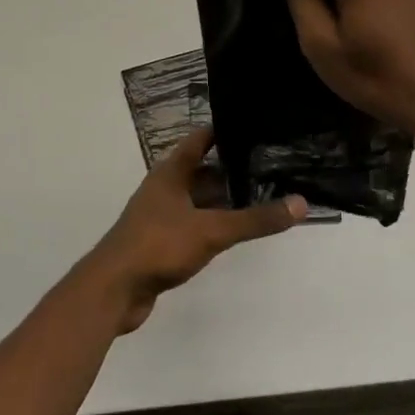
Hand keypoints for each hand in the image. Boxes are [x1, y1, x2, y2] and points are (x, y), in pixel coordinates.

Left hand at [83, 129, 305, 333]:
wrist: (114, 290)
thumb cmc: (159, 245)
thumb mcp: (211, 230)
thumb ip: (255, 219)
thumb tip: (301, 203)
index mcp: (170, 173)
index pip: (200, 140)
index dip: (224, 131)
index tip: (255, 125)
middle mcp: (165, 188)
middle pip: (203, 171)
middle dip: (234, 168)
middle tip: (271, 164)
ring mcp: (162, 216)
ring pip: (200, 199)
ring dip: (226, 198)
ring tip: (264, 195)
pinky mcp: (163, 242)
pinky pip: (196, 223)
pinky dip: (216, 222)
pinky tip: (238, 229)